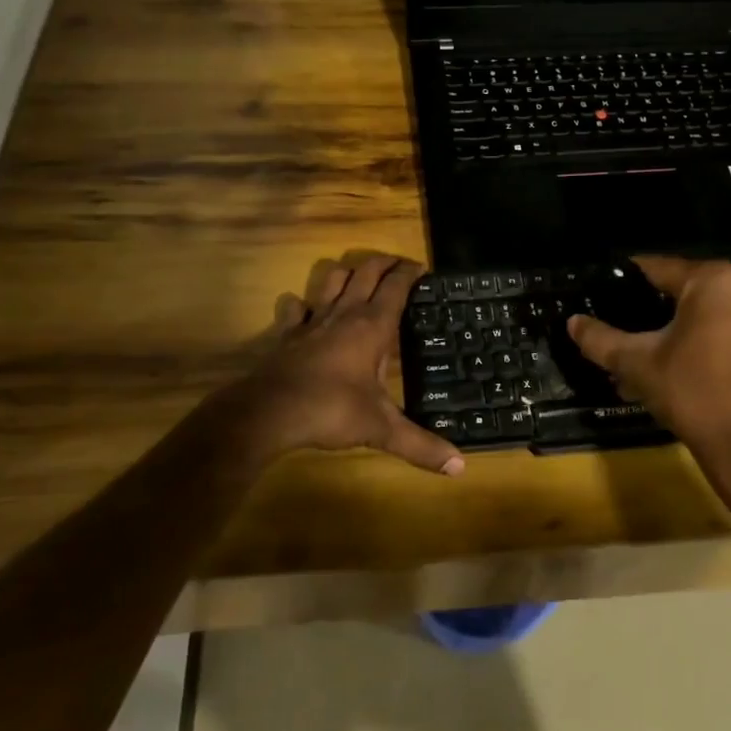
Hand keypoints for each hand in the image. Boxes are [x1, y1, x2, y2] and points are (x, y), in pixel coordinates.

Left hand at [209, 253, 465, 475]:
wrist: (270, 412)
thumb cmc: (332, 410)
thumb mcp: (381, 428)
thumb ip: (420, 445)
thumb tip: (460, 467)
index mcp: (373, 327)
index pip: (396, 287)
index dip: (410, 273)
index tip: (422, 268)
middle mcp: (345, 314)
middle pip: (366, 272)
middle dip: (384, 263)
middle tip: (398, 264)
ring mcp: (313, 321)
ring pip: (332, 280)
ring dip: (347, 273)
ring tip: (358, 277)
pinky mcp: (288, 334)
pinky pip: (296, 308)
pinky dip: (302, 304)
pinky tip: (304, 308)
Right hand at [567, 257, 730, 459]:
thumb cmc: (692, 391)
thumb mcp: (636, 363)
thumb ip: (600, 338)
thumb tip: (573, 322)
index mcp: (712, 280)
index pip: (655, 268)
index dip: (623, 281)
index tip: (599, 293)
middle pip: (678, 290)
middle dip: (645, 311)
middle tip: (614, 327)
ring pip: (699, 313)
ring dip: (667, 330)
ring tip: (634, 353)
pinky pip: (719, 329)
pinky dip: (693, 341)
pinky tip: (665, 365)